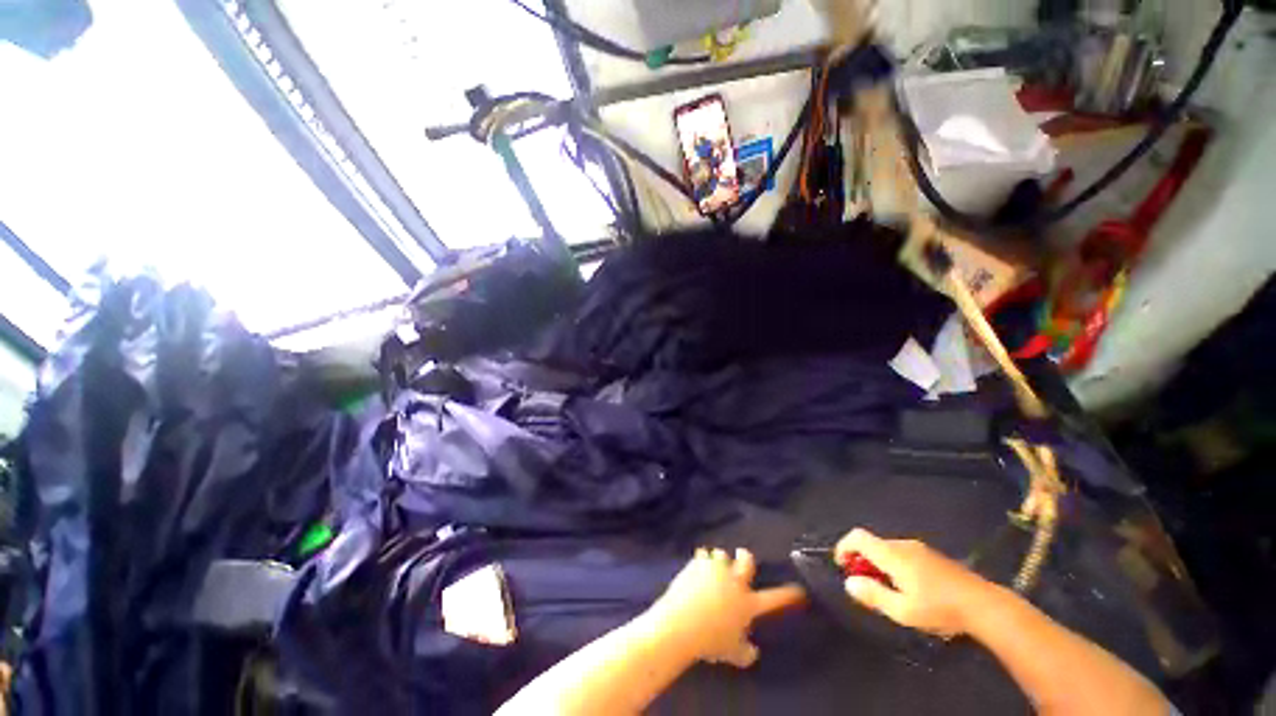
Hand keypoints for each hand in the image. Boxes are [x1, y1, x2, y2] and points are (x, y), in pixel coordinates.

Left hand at [645, 548, 804, 667]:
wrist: (683, 622)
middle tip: (743, 556)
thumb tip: (753, 651)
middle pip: (746, 561)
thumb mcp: (732, 654)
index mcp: (747, 604)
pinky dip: (702, 559)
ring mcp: (716, 569)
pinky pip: (702, 554)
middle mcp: (734, 581)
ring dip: (721, 559)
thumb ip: (745, 652)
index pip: (774, 599)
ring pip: (722, 554)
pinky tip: (698, 563)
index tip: (799, 590)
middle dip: (746, 557)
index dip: (788, 595)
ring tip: (715, 563)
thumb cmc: (711, 641)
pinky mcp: (698, 563)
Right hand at [836, 529, 995, 637]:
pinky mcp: (933, 556)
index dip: (844, 547)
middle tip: (866, 586)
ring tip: (887, 590)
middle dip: (862, 560)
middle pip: (872, 543)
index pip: (858, 536)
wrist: (985, 606)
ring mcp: (920, 548)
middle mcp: (903, 545)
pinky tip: (908, 588)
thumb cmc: (940, 609)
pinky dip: (893, 564)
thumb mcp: (903, 611)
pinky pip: (902, 554)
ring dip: (878, 564)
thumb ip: (873, 595)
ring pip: (887, 549)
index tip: (842, 566)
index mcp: (892, 554)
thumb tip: (849, 583)